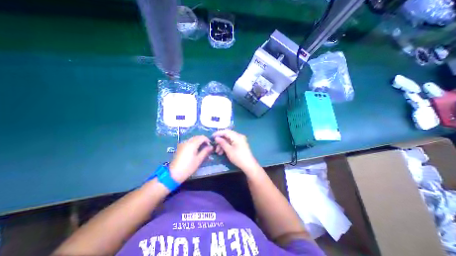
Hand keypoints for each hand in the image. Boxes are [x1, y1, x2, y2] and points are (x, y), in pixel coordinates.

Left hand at [169, 135, 213, 182]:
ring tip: (202, 149)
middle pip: (197, 137)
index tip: (210, 146)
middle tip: (207, 147)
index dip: (207, 140)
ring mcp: (182, 143)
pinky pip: (189, 142)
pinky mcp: (180, 147)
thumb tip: (211, 147)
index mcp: (192, 144)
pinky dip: (194, 143)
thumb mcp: (199, 160)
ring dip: (198, 141)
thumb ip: (205, 151)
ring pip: (193, 139)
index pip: (202, 137)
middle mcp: (187, 141)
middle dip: (203, 140)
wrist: (174, 173)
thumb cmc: (188, 167)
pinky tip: (195, 150)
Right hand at [213, 130, 259, 173]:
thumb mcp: (228, 150)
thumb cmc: (238, 157)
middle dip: (220, 141)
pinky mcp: (240, 144)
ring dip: (222, 145)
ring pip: (228, 140)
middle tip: (215, 147)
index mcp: (237, 136)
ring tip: (218, 152)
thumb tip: (216, 138)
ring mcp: (240, 140)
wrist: (249, 165)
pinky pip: (231, 143)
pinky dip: (226, 146)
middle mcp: (239, 136)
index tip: (212, 137)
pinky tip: (222, 152)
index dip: (218, 133)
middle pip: (227, 136)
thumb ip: (222, 142)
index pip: (226, 131)